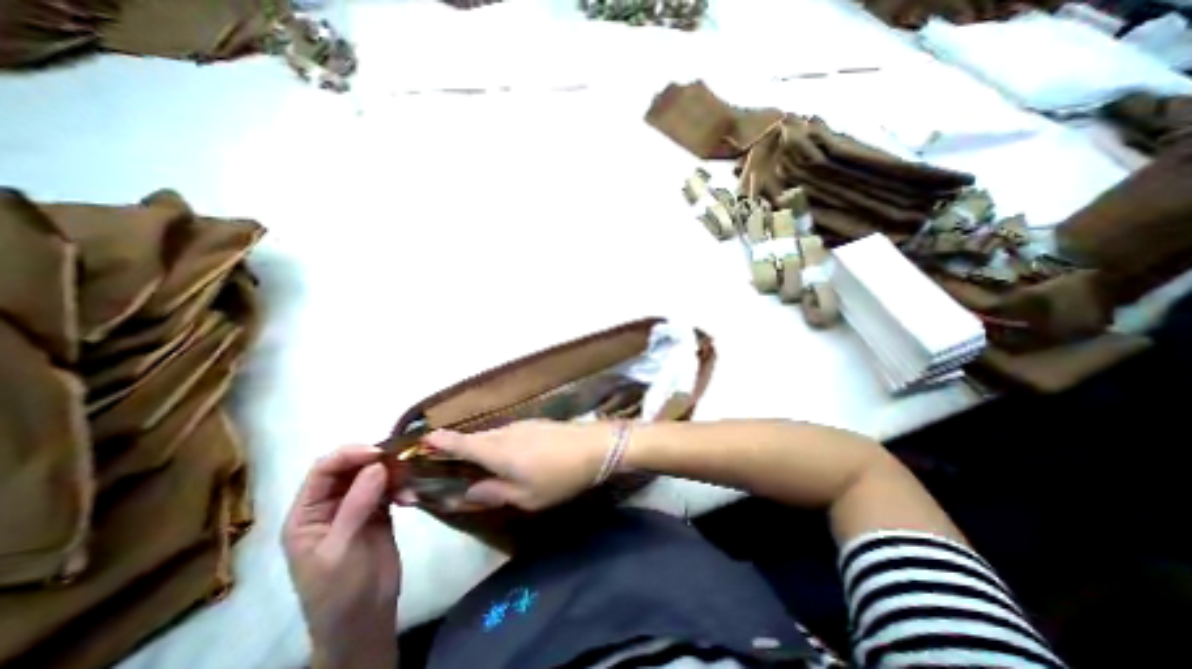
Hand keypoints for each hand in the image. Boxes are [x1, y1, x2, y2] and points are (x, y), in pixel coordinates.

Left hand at [282, 445, 399, 667]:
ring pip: (375, 474)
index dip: (349, 455)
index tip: (380, 452)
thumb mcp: (341, 550)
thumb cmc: (339, 591)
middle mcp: (330, 506)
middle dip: (377, 460)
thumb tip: (377, 464)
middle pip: (351, 468)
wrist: (365, 619)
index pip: (323, 471)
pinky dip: (403, 488)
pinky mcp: (380, 512)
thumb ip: (357, 505)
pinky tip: (412, 499)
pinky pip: (391, 488)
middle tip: (403, 460)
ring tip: (411, 484)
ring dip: (394, 474)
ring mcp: (357, 507)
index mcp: (307, 515)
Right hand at [416, 424, 614, 512]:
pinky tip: (507, 457)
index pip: (460, 443)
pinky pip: (507, 434)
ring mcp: (521, 425)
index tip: (422, 441)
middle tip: (446, 462)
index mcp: (496, 451)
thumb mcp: (525, 497)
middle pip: (474, 439)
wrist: (594, 447)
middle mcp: (504, 432)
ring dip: (480, 447)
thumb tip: (468, 492)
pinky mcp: (534, 423)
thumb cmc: (558, 476)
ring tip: (477, 464)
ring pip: (492, 436)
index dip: (440, 442)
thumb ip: (494, 493)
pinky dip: (499, 444)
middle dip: (458, 448)